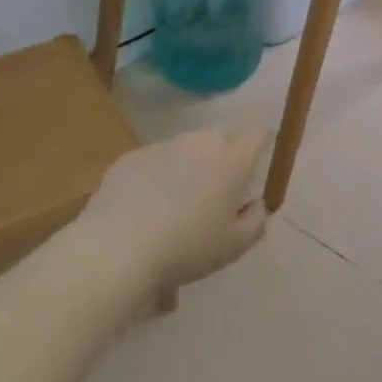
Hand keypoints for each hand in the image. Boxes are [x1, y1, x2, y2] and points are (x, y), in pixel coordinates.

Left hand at [79, 127, 270, 300]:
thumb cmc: (188, 247)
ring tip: (180, 197)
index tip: (261, 149)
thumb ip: (255, 221)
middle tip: (220, 182)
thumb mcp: (235, 245)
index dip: (261, 138)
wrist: (119, 247)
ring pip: (185, 146)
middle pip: (219, 134)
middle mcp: (199, 145)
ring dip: (190, 163)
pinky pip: (155, 160)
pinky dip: (159, 173)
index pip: (256, 134)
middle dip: (225, 150)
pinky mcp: (130, 158)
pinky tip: (148, 203)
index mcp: (231, 162)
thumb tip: (254, 204)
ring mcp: (161, 147)